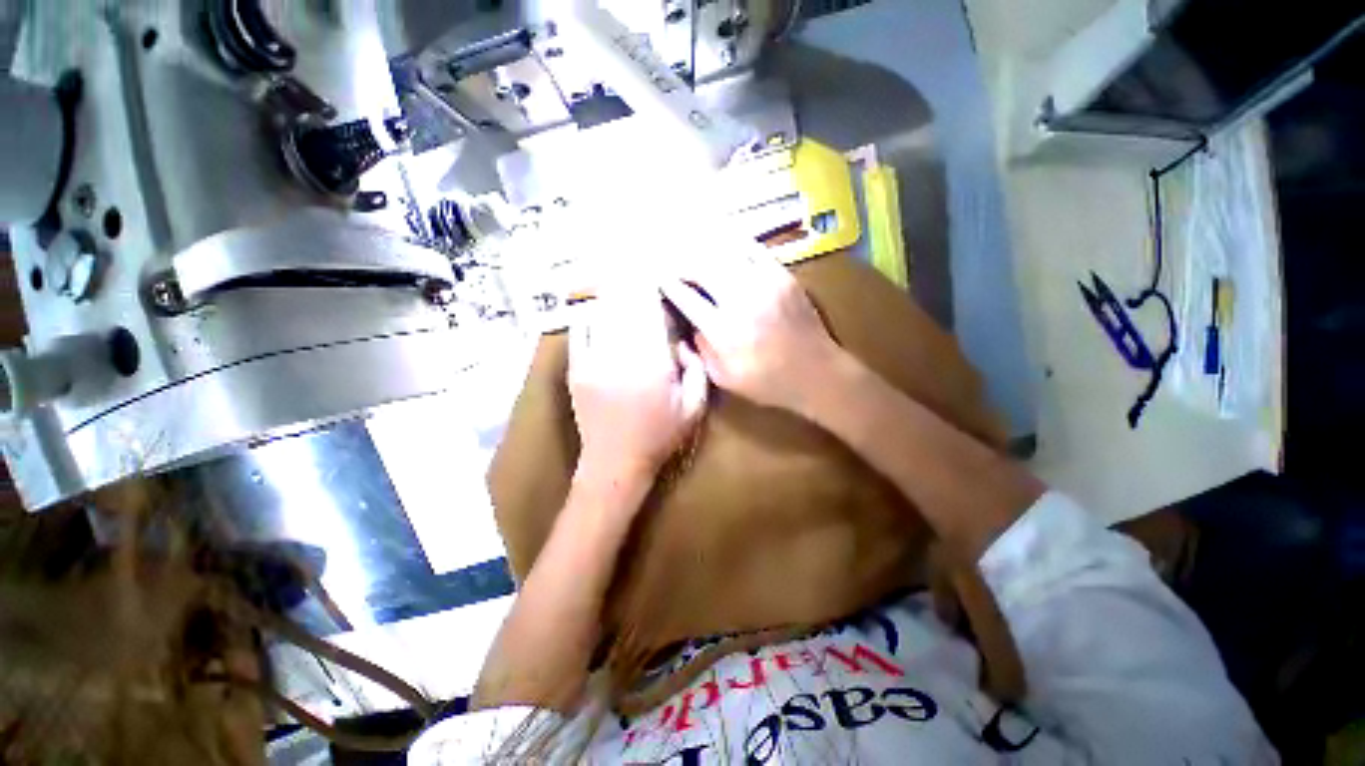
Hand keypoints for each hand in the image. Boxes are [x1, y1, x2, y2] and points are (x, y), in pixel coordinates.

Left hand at [568, 283, 708, 480]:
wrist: (614, 463)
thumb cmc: (659, 436)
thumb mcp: (694, 408)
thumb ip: (697, 370)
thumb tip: (682, 343)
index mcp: (653, 363)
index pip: (651, 311)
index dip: (652, 286)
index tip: (657, 272)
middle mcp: (621, 354)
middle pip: (625, 305)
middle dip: (632, 282)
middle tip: (638, 266)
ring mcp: (593, 359)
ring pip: (602, 313)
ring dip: (612, 292)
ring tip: (619, 276)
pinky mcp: (577, 368)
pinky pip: (581, 330)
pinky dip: (590, 313)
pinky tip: (597, 305)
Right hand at [660, 247, 844, 412]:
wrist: (818, 373)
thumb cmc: (769, 382)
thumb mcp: (725, 378)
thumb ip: (703, 350)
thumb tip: (692, 324)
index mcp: (724, 331)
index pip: (687, 297)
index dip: (669, 285)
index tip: (659, 278)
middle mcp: (741, 300)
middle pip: (702, 267)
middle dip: (682, 262)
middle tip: (673, 262)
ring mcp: (765, 283)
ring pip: (725, 252)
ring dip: (704, 249)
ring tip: (692, 248)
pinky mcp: (783, 276)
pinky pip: (753, 250)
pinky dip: (733, 244)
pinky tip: (723, 243)